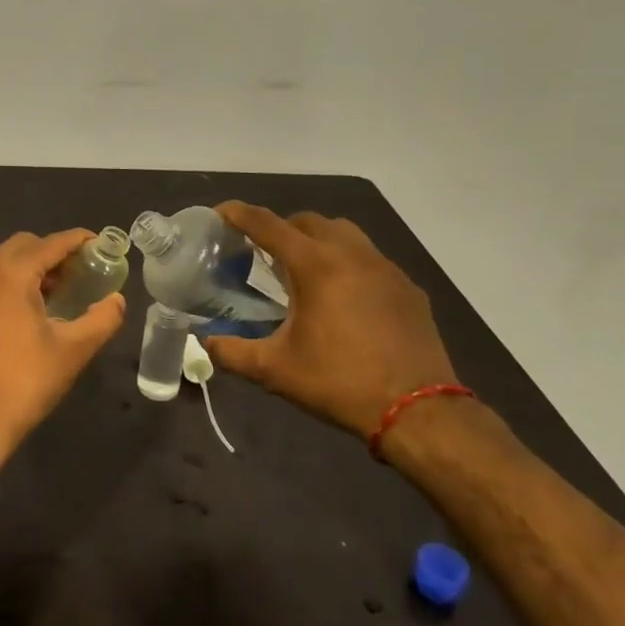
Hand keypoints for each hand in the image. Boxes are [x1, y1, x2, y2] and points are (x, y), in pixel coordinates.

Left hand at [0, 229, 125, 464]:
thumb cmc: (23, 383)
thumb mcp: (72, 351)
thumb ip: (101, 319)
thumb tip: (117, 300)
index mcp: (10, 275)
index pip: (50, 244)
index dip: (78, 240)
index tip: (101, 244)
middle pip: (25, 245)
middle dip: (54, 252)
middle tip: (83, 271)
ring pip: (5, 261)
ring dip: (33, 266)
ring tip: (62, 290)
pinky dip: (14, 280)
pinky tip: (33, 307)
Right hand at [204, 202, 457, 439]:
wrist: (419, 413)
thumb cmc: (340, 383)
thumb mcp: (275, 370)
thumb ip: (232, 353)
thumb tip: (205, 343)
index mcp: (315, 265)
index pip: (268, 224)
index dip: (239, 214)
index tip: (220, 212)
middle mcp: (351, 254)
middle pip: (307, 221)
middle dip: (281, 228)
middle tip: (264, 253)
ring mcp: (385, 268)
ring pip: (344, 233)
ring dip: (318, 241)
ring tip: (305, 270)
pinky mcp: (408, 288)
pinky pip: (371, 259)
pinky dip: (349, 264)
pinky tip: (345, 297)